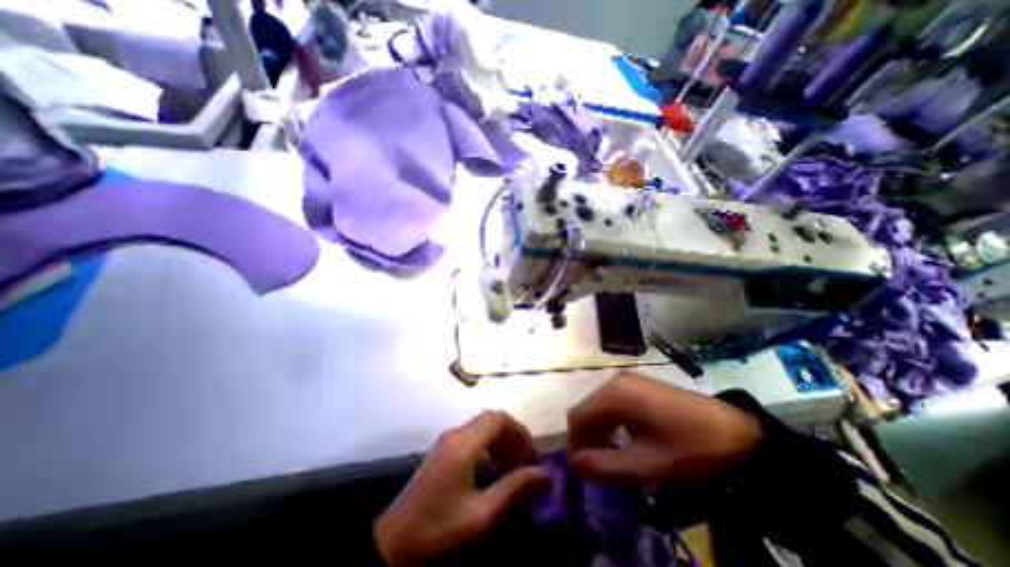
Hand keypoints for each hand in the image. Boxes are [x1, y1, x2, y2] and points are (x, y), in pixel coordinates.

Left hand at [373, 411, 548, 565]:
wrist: (392, 542)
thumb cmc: (438, 529)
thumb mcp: (481, 514)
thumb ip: (513, 488)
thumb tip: (543, 474)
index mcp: (464, 445)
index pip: (498, 419)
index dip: (518, 430)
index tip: (531, 454)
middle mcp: (456, 434)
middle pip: (491, 419)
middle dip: (511, 436)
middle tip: (523, 462)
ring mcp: (447, 439)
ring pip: (482, 425)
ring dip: (500, 440)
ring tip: (511, 467)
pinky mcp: (443, 447)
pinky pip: (472, 434)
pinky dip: (488, 444)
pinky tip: (491, 469)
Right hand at [566, 371, 760, 481]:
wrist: (735, 431)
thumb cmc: (689, 448)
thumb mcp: (646, 464)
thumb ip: (604, 466)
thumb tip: (574, 463)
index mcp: (615, 394)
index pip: (578, 417)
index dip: (575, 443)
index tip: (583, 468)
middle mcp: (616, 380)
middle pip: (587, 409)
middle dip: (587, 437)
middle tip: (599, 465)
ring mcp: (627, 378)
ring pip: (598, 405)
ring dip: (599, 430)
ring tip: (612, 454)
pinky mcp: (638, 382)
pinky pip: (612, 400)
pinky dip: (611, 420)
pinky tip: (625, 437)